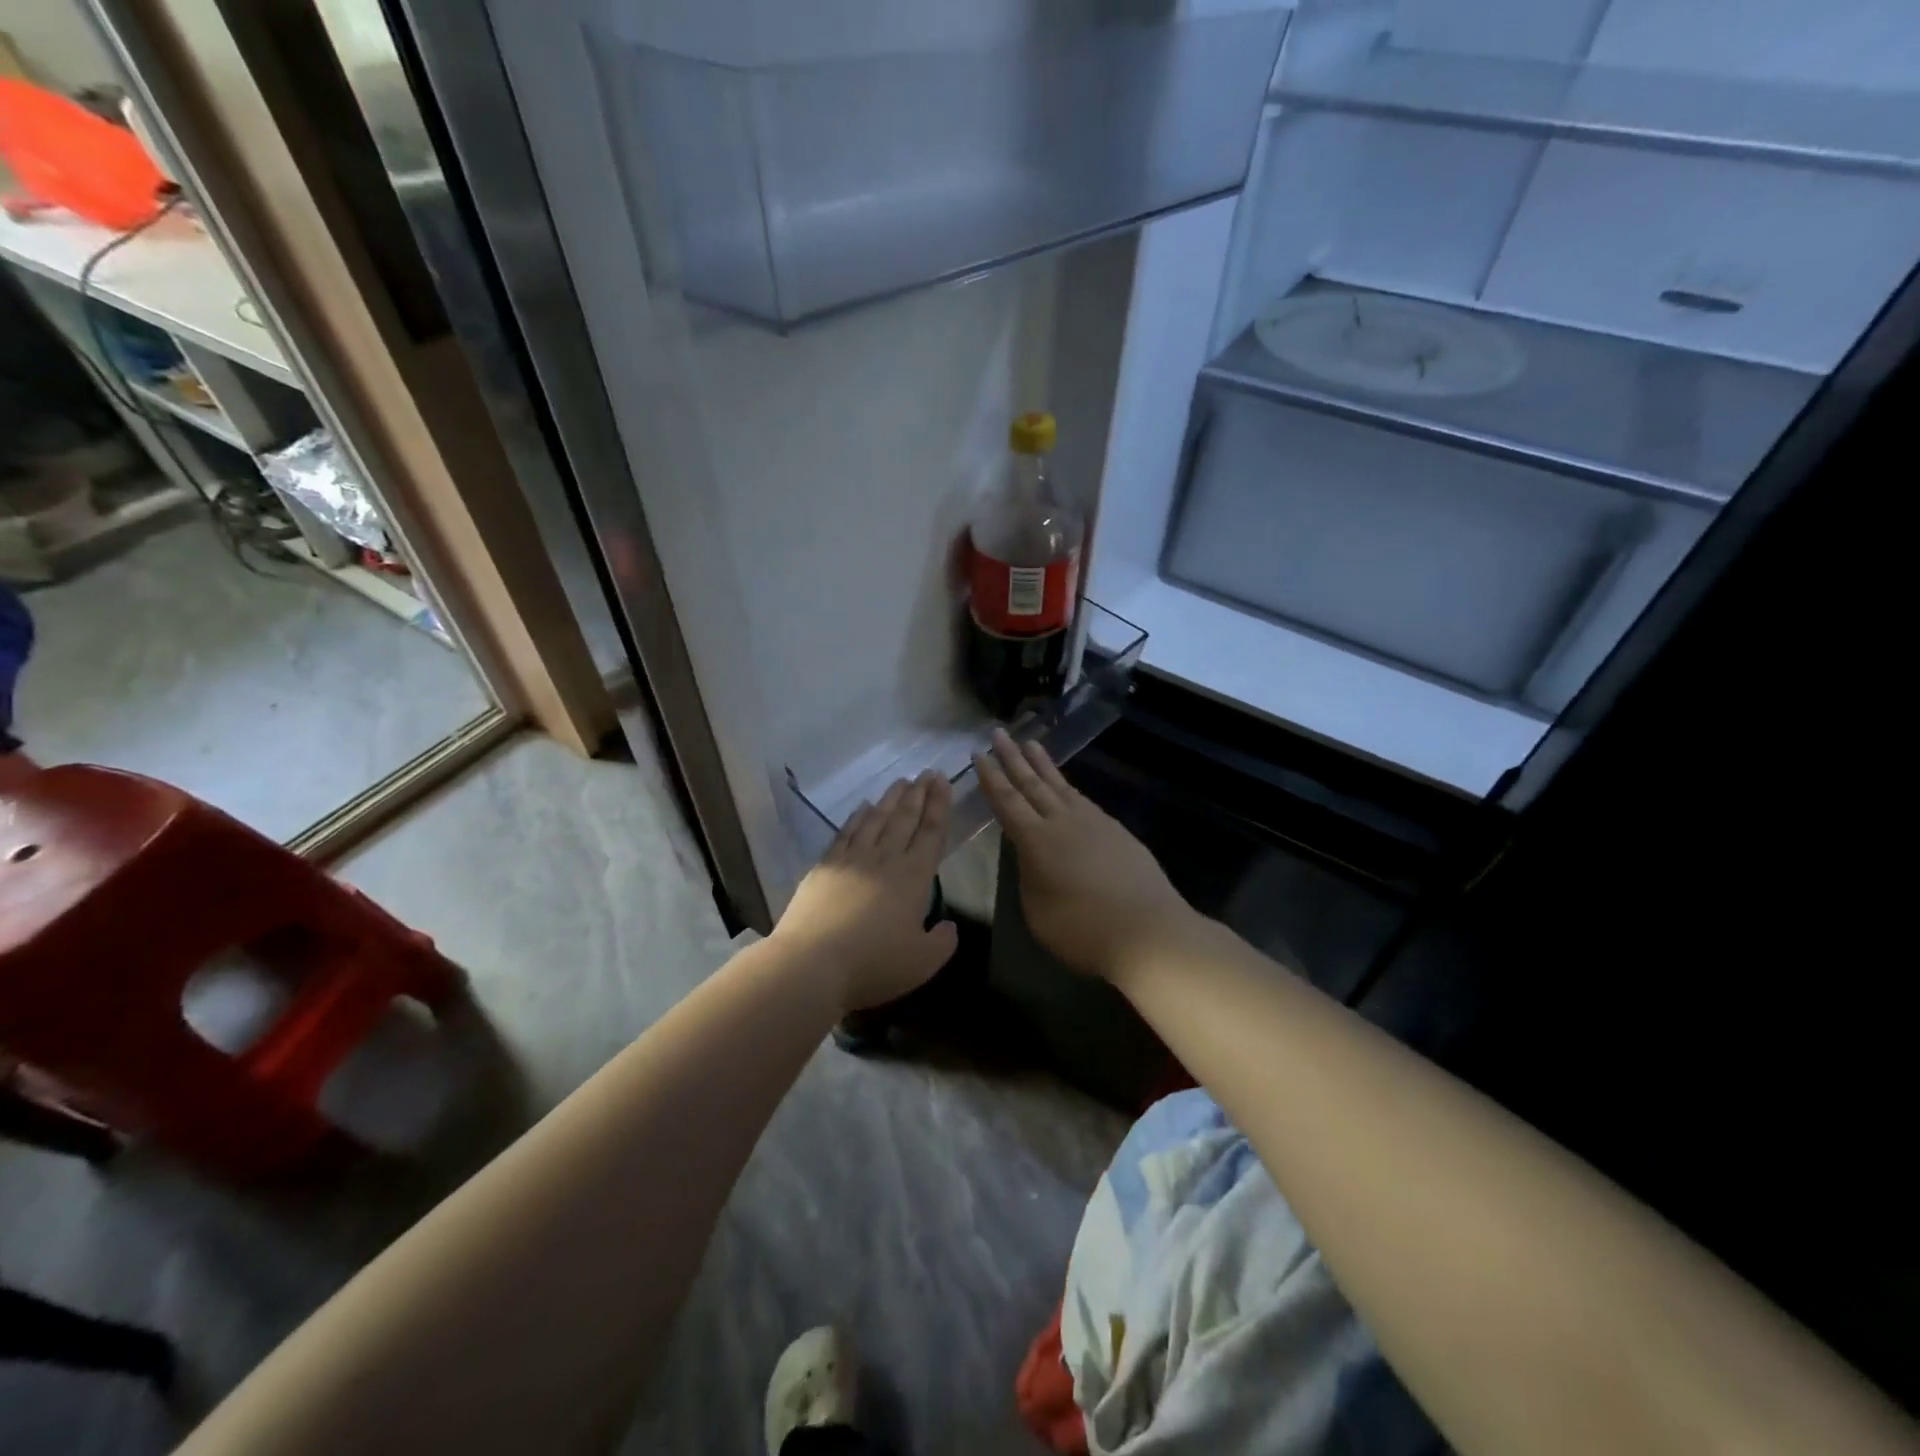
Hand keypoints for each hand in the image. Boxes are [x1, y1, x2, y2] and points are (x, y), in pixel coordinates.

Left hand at [773, 772, 958, 1012]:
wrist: (812, 964)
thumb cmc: (873, 964)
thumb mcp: (923, 962)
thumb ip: (942, 942)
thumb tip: (948, 925)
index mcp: (914, 878)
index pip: (931, 833)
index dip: (939, 806)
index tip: (943, 781)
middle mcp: (885, 860)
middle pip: (905, 819)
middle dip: (919, 794)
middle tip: (927, 772)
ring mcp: (852, 859)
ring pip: (876, 820)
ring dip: (891, 799)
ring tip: (901, 782)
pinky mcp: (826, 866)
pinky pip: (846, 833)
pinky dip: (857, 817)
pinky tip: (863, 807)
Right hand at [974, 729, 1194, 981]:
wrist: (1148, 930)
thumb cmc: (1083, 929)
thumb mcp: (1037, 910)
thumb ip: (1029, 877)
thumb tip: (1032, 857)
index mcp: (1036, 840)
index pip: (1006, 801)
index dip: (991, 777)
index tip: (978, 754)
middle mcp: (1062, 821)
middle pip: (1031, 783)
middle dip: (1012, 757)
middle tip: (998, 733)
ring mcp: (1092, 822)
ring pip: (1060, 785)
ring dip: (1042, 764)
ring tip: (1031, 743)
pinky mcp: (1115, 829)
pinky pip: (1081, 798)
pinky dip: (1067, 786)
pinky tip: (1066, 787)